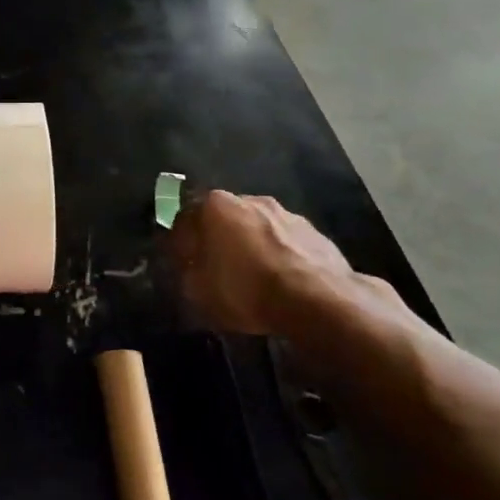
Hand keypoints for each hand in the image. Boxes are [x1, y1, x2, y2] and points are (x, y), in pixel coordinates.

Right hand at [168, 190, 363, 335]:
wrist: (319, 301)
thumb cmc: (246, 289)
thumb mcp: (198, 291)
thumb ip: (186, 272)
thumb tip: (188, 266)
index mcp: (214, 205)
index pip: (184, 219)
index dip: (180, 244)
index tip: (182, 265)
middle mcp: (249, 199)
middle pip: (223, 218)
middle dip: (218, 239)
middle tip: (216, 268)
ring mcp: (286, 213)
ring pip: (257, 228)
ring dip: (251, 245)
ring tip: (253, 276)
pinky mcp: (315, 232)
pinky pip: (285, 243)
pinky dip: (279, 256)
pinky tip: (281, 281)